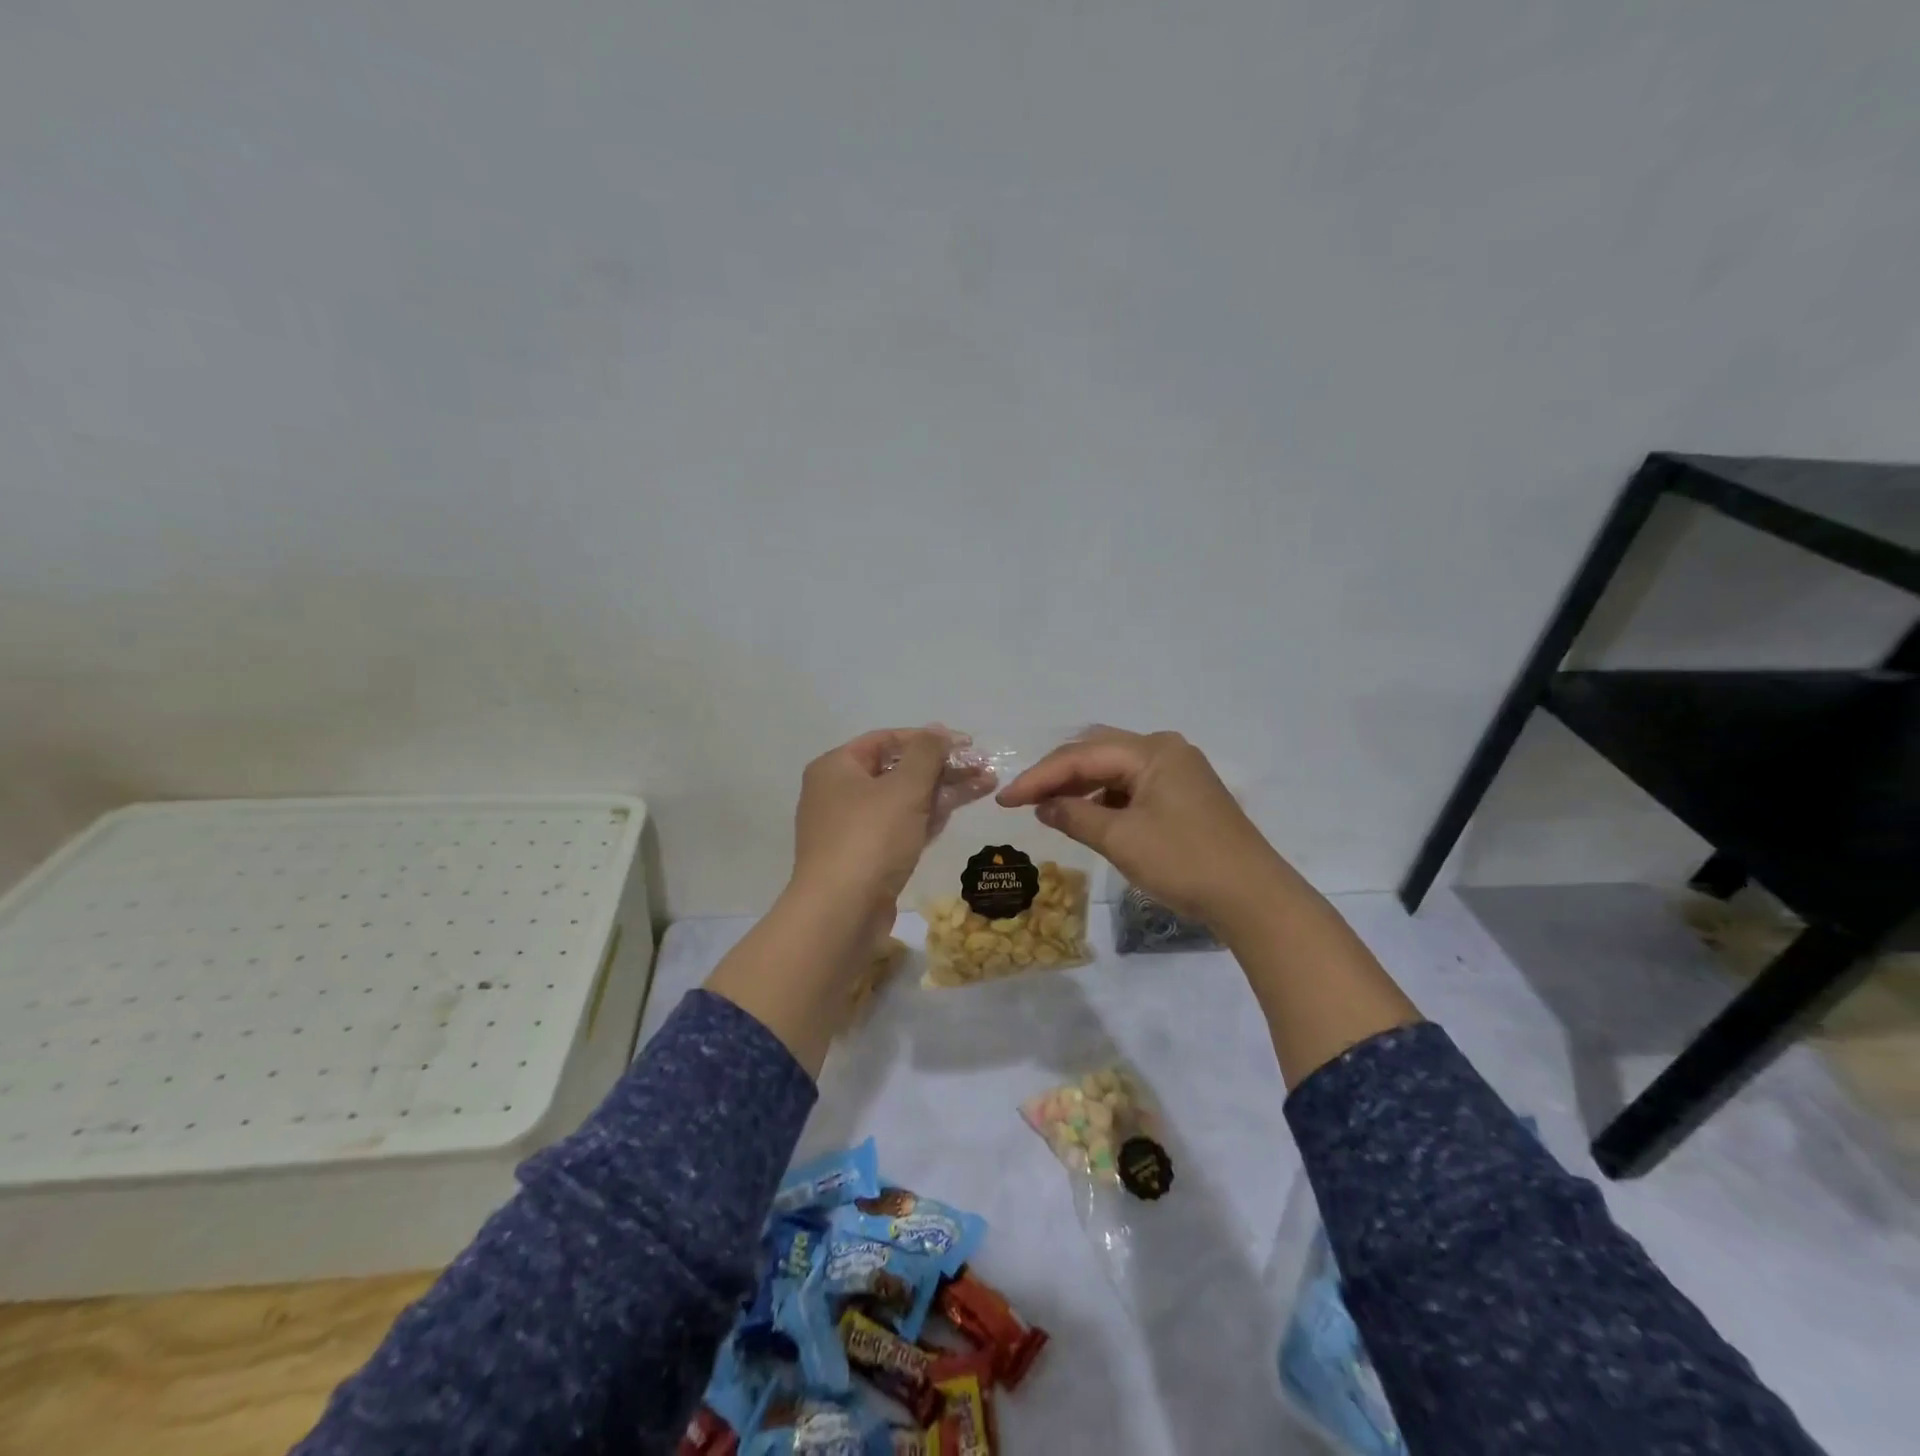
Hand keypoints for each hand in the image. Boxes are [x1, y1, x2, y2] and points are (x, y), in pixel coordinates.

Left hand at [790, 727, 963, 923]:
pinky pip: (898, 827)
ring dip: (941, 792)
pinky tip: (956, 812)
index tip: (967, 744)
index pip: (887, 739)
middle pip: (896, 770)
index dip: (929, 738)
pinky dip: (926, 818)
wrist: (841, 914)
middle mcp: (837, 792)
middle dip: (942, 768)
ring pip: (902, 800)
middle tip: (982, 768)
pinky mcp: (863, 857)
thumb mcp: (904, 788)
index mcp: (836, 767)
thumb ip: (926, 753)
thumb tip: (938, 730)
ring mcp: (849, 828)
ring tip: (985, 786)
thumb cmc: (870, 839)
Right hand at [996, 727, 1288, 929]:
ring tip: (1048, 807)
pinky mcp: (1184, 794)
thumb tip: (1043, 806)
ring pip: (1114, 768)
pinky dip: (1105, 797)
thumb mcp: (1121, 840)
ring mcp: (1178, 771)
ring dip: (1080, 785)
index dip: (1038, 777)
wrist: (1253, 898)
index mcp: (1152, 751)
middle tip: (1022, 798)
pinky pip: (1132, 785)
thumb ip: (1076, 816)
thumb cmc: (1184, 862)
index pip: (1081, 756)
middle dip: (1057, 774)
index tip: (1004, 799)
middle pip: (1097, 751)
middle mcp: (1166, 750)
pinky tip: (1088, 815)